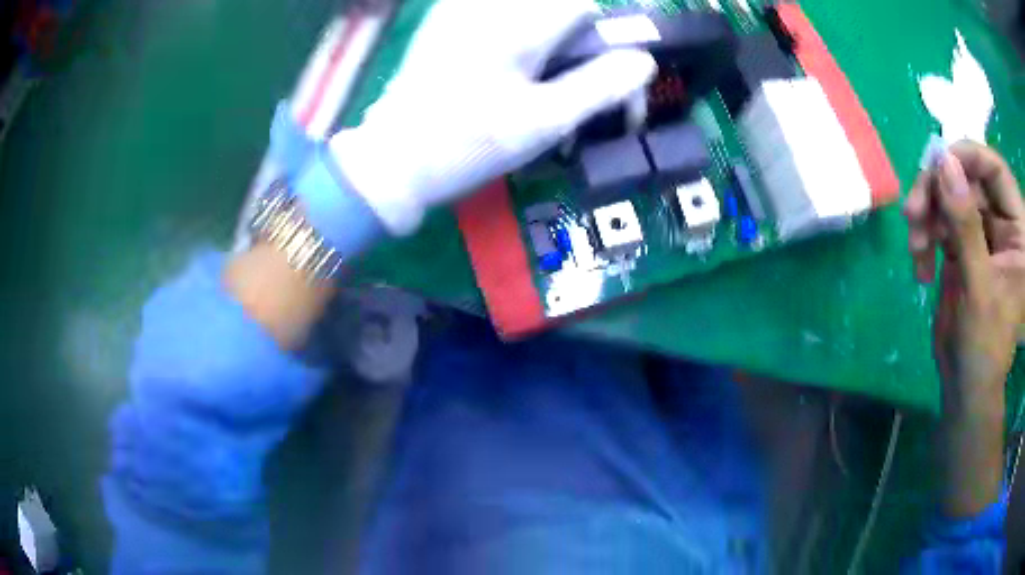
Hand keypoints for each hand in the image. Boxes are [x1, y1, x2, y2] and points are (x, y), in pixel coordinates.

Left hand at [329, 0, 656, 234]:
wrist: (393, 159)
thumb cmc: (469, 144)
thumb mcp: (544, 122)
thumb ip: (600, 86)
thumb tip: (644, 62)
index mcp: (517, 24)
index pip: (583, 3)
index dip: (605, 31)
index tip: (604, 66)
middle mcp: (487, 5)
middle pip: (558, 3)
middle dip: (577, 34)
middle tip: (572, 75)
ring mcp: (459, 8)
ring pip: (529, 8)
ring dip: (550, 32)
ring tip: (540, 72)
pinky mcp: (443, 18)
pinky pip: (498, 12)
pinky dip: (521, 29)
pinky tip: (509, 63)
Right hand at [904, 141, 1024, 516]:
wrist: (965, 385)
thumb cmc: (984, 346)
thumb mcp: (979, 286)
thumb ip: (966, 226)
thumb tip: (943, 163)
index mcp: (1016, 229)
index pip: (995, 170)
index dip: (969, 157)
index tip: (938, 163)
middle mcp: (1001, 222)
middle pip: (968, 177)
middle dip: (938, 190)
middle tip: (914, 212)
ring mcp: (981, 232)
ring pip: (949, 195)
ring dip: (927, 214)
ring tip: (915, 246)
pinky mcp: (962, 244)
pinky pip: (939, 220)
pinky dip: (925, 236)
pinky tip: (919, 263)